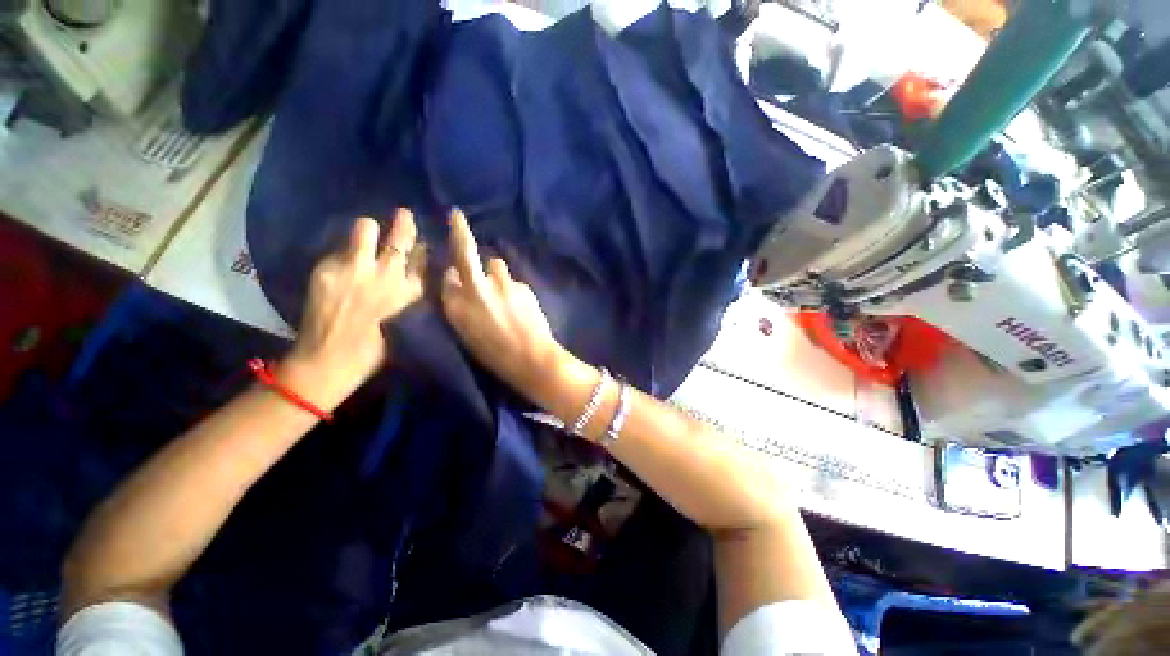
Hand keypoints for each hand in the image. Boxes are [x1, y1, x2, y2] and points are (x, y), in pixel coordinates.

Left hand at [282, 211, 423, 408]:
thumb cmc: (376, 349)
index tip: (421, 242)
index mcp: (412, 292)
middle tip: (403, 214)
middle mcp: (389, 275)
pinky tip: (341, 262)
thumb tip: (408, 274)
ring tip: (365, 234)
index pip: (422, 258)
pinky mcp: (329, 269)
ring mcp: (357, 269)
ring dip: (368, 230)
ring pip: (366, 229)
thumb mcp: (407, 322)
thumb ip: (409, 295)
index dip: (422, 248)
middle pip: (401, 238)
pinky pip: (338, 248)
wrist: (331, 360)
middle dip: (404, 223)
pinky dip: (342, 252)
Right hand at [440, 211, 561, 400]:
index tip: (455, 269)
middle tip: (457, 217)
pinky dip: (514, 290)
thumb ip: (460, 306)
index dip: (452, 273)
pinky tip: (521, 307)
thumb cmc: (495, 355)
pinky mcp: (523, 286)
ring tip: (505, 293)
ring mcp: (502, 284)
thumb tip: (459, 282)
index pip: (447, 276)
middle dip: (460, 230)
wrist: (531, 358)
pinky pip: (514, 282)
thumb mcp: (467, 334)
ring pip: (496, 265)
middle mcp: (476, 289)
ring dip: (496, 273)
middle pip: (465, 251)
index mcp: (456, 306)